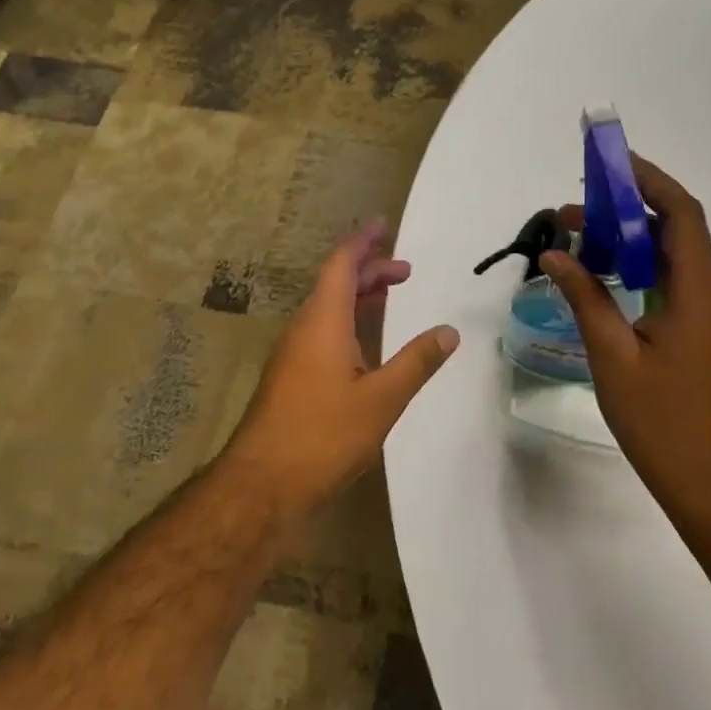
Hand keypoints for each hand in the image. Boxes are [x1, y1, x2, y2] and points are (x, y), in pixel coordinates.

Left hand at [225, 220, 458, 511]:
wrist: (262, 484)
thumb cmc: (323, 435)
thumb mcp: (381, 399)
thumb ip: (417, 362)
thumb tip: (449, 331)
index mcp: (322, 323)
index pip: (342, 265)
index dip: (363, 242)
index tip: (384, 225)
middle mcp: (303, 330)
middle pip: (334, 284)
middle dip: (369, 271)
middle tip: (405, 271)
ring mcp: (291, 355)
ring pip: (326, 310)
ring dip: (357, 298)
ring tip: (389, 296)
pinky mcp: (289, 379)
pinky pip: (320, 333)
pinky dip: (346, 323)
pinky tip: (363, 346)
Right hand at [541, 154, 710, 501]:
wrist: (710, 479)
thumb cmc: (659, 418)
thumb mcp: (612, 354)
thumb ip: (585, 296)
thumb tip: (555, 254)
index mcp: (700, 291)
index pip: (681, 214)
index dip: (649, 181)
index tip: (612, 164)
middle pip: (677, 233)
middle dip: (626, 214)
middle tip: (573, 213)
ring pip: (678, 261)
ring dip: (633, 245)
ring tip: (582, 243)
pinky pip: (681, 286)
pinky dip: (646, 272)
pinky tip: (611, 281)